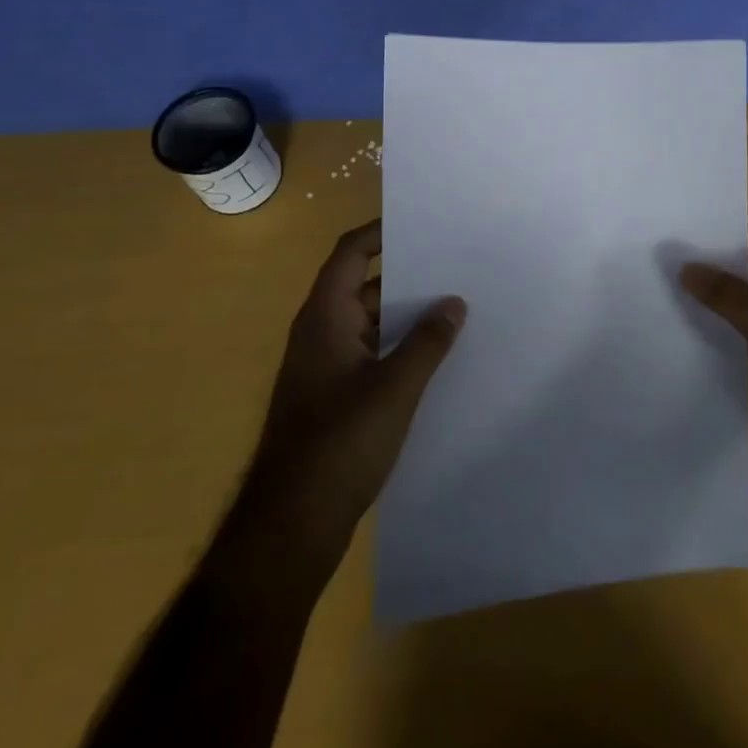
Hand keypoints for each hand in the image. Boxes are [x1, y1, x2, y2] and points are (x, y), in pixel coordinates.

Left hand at [224, 220, 465, 585]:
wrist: (291, 525)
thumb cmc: (339, 444)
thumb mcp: (394, 388)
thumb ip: (427, 342)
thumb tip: (453, 302)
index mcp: (325, 317)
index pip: (351, 253)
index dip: (381, 232)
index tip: (424, 223)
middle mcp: (321, 332)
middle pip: (364, 285)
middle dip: (407, 274)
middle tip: (455, 264)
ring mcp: (326, 366)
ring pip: (370, 322)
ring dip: (407, 313)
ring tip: (456, 304)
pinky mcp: (334, 396)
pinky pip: (371, 352)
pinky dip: (399, 345)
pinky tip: (436, 355)